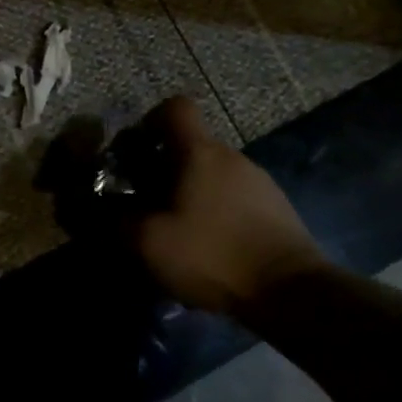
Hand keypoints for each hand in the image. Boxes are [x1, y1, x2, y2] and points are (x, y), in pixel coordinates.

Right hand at [129, 97, 325, 314]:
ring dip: (191, 193)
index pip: (176, 108)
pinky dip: (216, 213)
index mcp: (199, 153)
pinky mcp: (277, 209)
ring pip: (213, 174)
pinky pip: (234, 198)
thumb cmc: (213, 255)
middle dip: (164, 167)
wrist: (293, 293)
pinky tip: (210, 249)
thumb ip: (121, 221)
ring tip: (177, 232)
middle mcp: (232, 157)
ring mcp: (259, 182)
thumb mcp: (150, 243)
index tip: (136, 148)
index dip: (151, 120)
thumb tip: (108, 211)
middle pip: (191, 145)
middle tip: (146, 201)